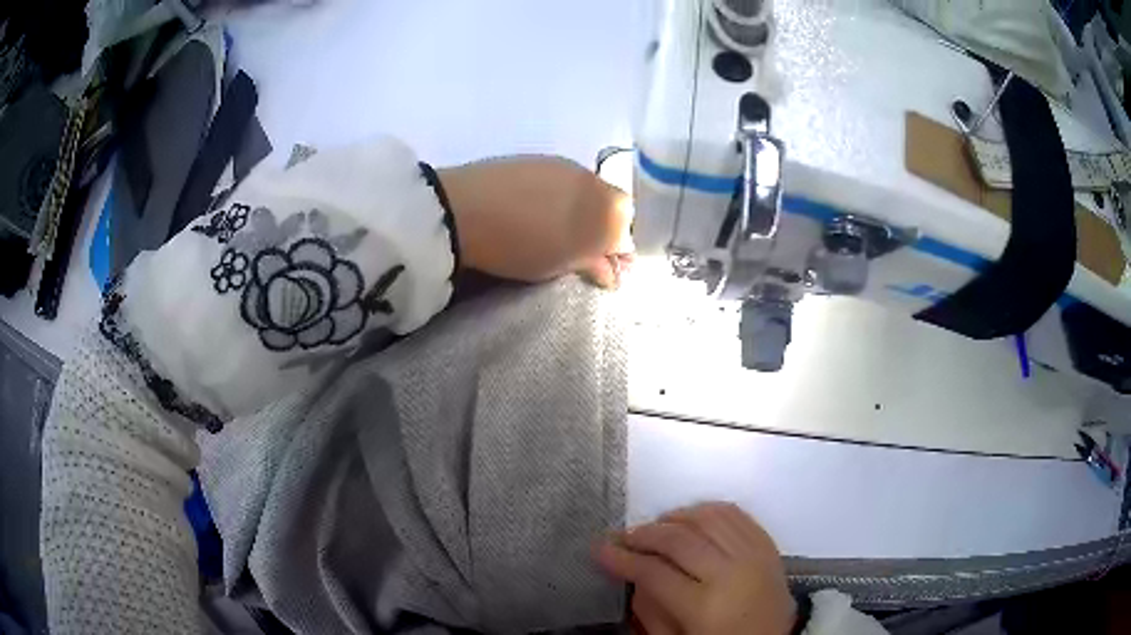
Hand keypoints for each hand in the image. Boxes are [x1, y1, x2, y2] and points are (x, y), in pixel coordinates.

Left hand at [438, 156, 633, 288]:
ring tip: (554, 233)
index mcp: (604, 201)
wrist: (461, 210)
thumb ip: (594, 264)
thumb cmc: (520, 244)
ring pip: (582, 190)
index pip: (627, 224)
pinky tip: (534, 212)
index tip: (604, 268)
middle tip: (581, 252)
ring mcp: (557, 164)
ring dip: (579, 212)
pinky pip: (556, 182)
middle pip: (608, 203)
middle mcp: (588, 175)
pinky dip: (556, 198)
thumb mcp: (561, 263)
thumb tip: (612, 270)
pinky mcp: (529, 160)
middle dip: (601, 228)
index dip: (618, 248)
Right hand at [597, 503, 795, 634]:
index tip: (599, 550)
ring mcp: (754, 555)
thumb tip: (634, 576)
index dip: (622, 559)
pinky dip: (709, 510)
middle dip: (644, 534)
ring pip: (708, 518)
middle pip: (679, 538)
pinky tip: (692, 519)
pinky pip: (736, 514)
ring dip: (675, 517)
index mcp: (704, 606)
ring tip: (657, 527)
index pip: (654, 571)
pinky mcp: (768, 546)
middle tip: (624, 537)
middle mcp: (731, 573)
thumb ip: (650, 611)